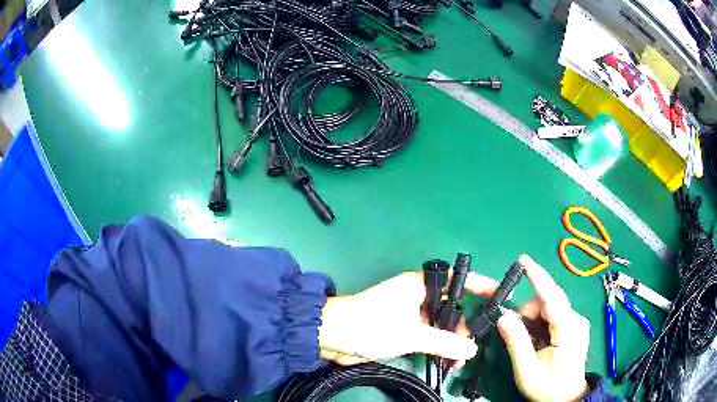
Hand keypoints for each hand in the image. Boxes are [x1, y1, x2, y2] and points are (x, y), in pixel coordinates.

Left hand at [319, 271, 498, 365]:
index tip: (500, 294)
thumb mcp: (411, 335)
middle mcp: (416, 296)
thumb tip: (472, 349)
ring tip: (459, 359)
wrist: (332, 337)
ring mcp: (409, 314)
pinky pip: (427, 336)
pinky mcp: (402, 330)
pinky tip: (446, 361)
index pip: (457, 280)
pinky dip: (437, 347)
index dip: (480, 286)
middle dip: (464, 325)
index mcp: (419, 285)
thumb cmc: (371, 326)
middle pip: (451, 307)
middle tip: (474, 344)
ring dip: (451, 340)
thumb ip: (444, 342)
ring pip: (440, 325)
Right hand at [497, 255, 590, 401]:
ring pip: (550, 307)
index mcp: (567, 329)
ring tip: (528, 342)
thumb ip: (516, 341)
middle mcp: (576, 319)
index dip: (537, 276)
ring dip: (533, 319)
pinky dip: (540, 322)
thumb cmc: (548, 387)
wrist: (567, 398)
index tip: (523, 259)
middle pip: (549, 301)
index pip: (551, 297)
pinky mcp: (574, 326)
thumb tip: (503, 316)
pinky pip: (554, 314)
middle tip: (515, 332)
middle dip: (528, 312)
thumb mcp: (527, 369)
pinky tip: (537, 339)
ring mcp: (577, 322)